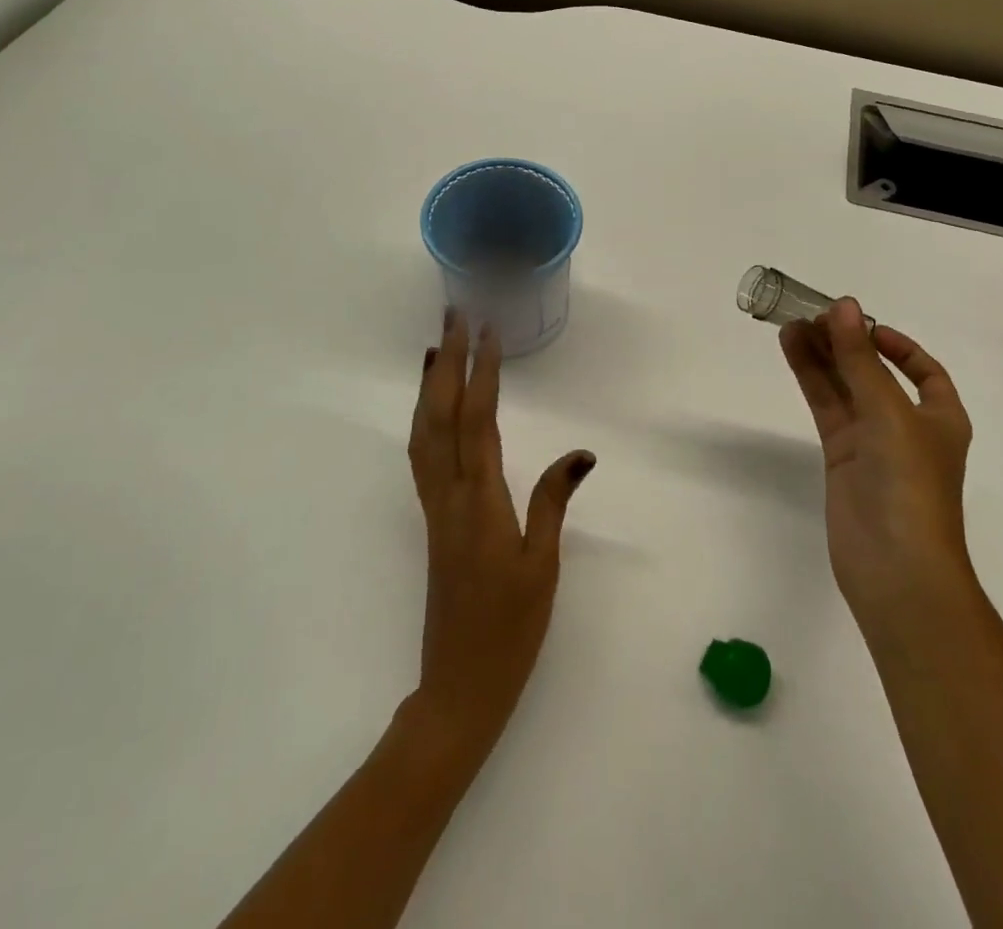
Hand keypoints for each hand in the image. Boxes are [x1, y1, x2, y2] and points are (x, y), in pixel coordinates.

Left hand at [406, 309, 594, 757]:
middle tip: (454, 316)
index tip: (488, 331)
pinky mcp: (432, 519)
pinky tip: (435, 406)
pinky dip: (426, 418)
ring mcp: (435, 507)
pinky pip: (422, 454)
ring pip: (424, 432)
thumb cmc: (509, 630)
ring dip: (430, 384)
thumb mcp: (542, 567)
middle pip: (441, 415)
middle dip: (447, 362)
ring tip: (438, 346)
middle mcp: (449, 496)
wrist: (458, 687)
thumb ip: (552, 503)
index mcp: (480, 503)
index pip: (479, 421)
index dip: (482, 372)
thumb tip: (580, 453)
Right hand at [779, 299, 973, 637]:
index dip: (896, 344)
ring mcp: (872, 443)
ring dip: (822, 356)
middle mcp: (907, 426)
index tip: (861, 324)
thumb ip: (860, 359)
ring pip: (844, 387)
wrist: (895, 568)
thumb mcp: (889, 412)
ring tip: (791, 324)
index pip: (923, 370)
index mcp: (940, 417)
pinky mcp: (842, 458)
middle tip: (811, 314)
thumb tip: (844, 305)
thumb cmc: (909, 484)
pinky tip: (791, 351)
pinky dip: (811, 379)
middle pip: (874, 373)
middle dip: (847, 344)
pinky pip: (826, 408)